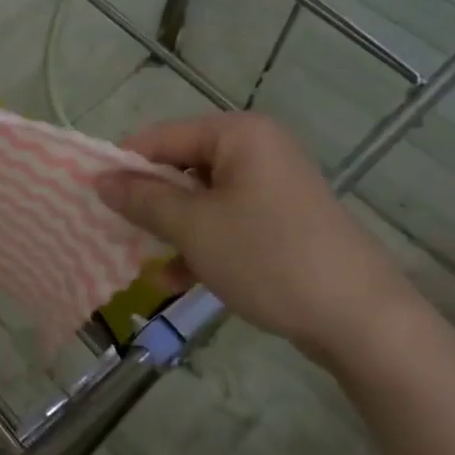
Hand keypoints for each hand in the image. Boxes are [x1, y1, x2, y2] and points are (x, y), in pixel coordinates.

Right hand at [96, 113, 421, 361]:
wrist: (361, 319)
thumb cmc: (269, 258)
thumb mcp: (195, 228)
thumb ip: (144, 199)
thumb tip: (100, 179)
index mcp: (238, 134)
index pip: (161, 136)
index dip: (124, 165)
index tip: (92, 198)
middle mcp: (256, 150)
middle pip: (181, 167)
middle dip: (149, 203)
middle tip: (115, 232)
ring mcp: (272, 187)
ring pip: (202, 199)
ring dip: (171, 230)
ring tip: (142, 261)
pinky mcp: (281, 221)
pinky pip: (227, 222)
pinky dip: (201, 245)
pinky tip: (176, 280)